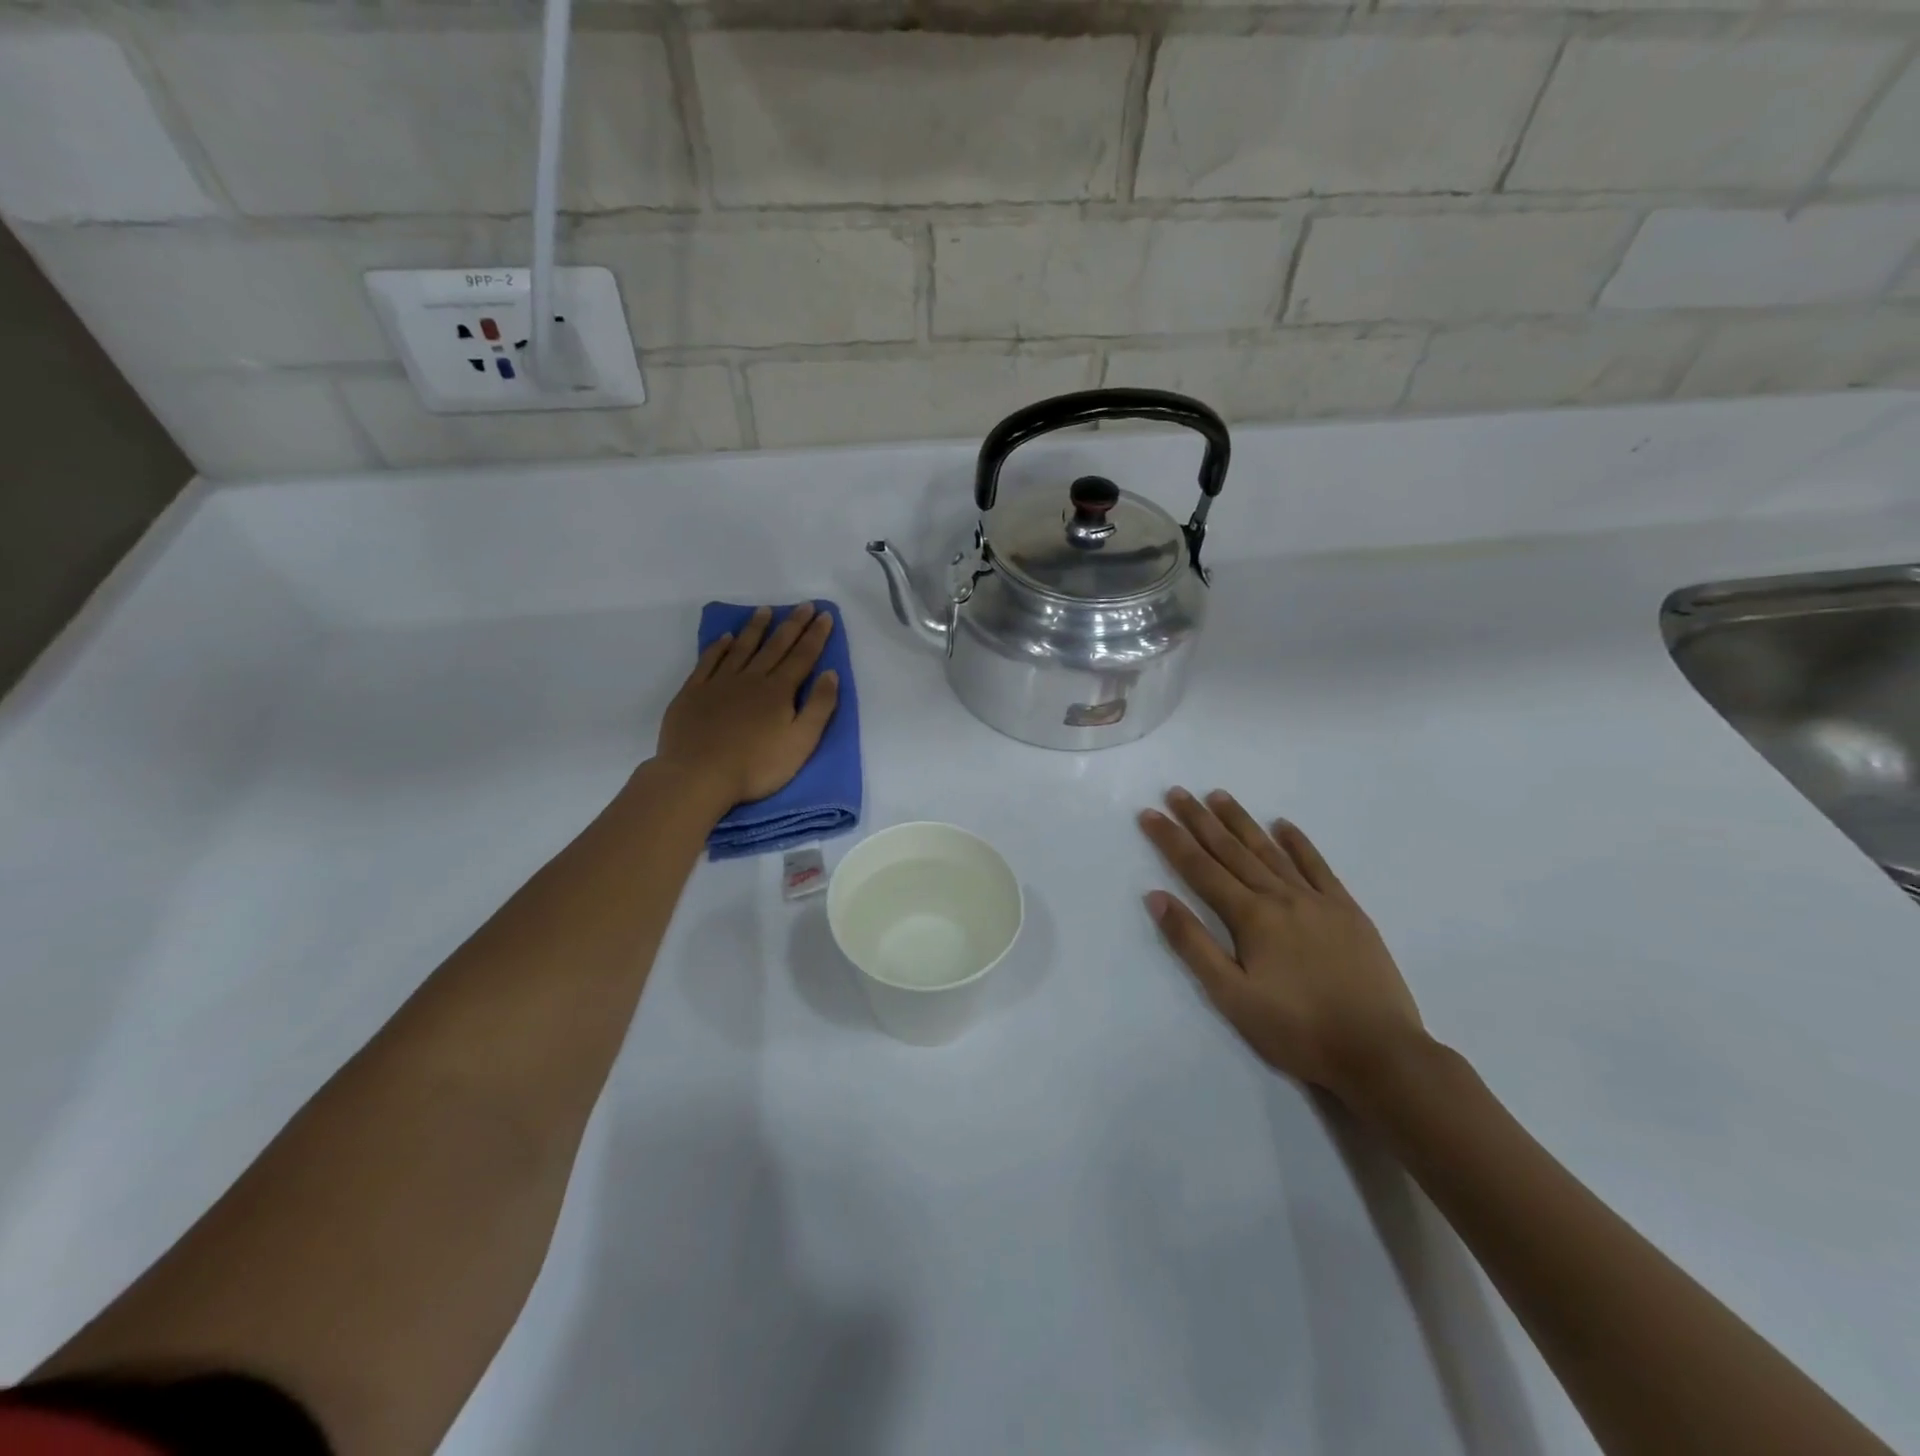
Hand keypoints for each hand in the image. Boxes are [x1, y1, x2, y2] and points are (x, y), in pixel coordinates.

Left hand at [656, 604, 839, 810]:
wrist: (699, 776)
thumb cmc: (757, 766)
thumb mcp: (801, 743)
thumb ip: (819, 707)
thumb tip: (830, 673)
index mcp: (779, 691)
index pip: (802, 657)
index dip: (815, 635)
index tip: (824, 615)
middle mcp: (751, 679)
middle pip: (775, 646)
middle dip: (792, 625)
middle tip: (803, 605)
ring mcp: (719, 683)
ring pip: (741, 648)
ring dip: (756, 628)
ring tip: (765, 610)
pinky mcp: (693, 693)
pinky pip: (708, 661)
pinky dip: (718, 647)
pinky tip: (725, 637)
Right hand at [1139, 788, 1426, 1106]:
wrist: (1380, 1052)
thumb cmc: (1297, 1030)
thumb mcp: (1232, 996)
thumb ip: (1193, 943)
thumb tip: (1156, 897)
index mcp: (1250, 916)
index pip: (1200, 869)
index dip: (1172, 840)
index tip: (1150, 813)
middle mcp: (1281, 896)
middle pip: (1231, 850)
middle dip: (1200, 820)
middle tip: (1177, 792)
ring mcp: (1318, 900)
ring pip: (1270, 850)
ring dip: (1241, 822)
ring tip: (1218, 796)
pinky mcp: (1348, 911)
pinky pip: (1318, 866)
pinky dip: (1298, 843)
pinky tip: (1284, 825)